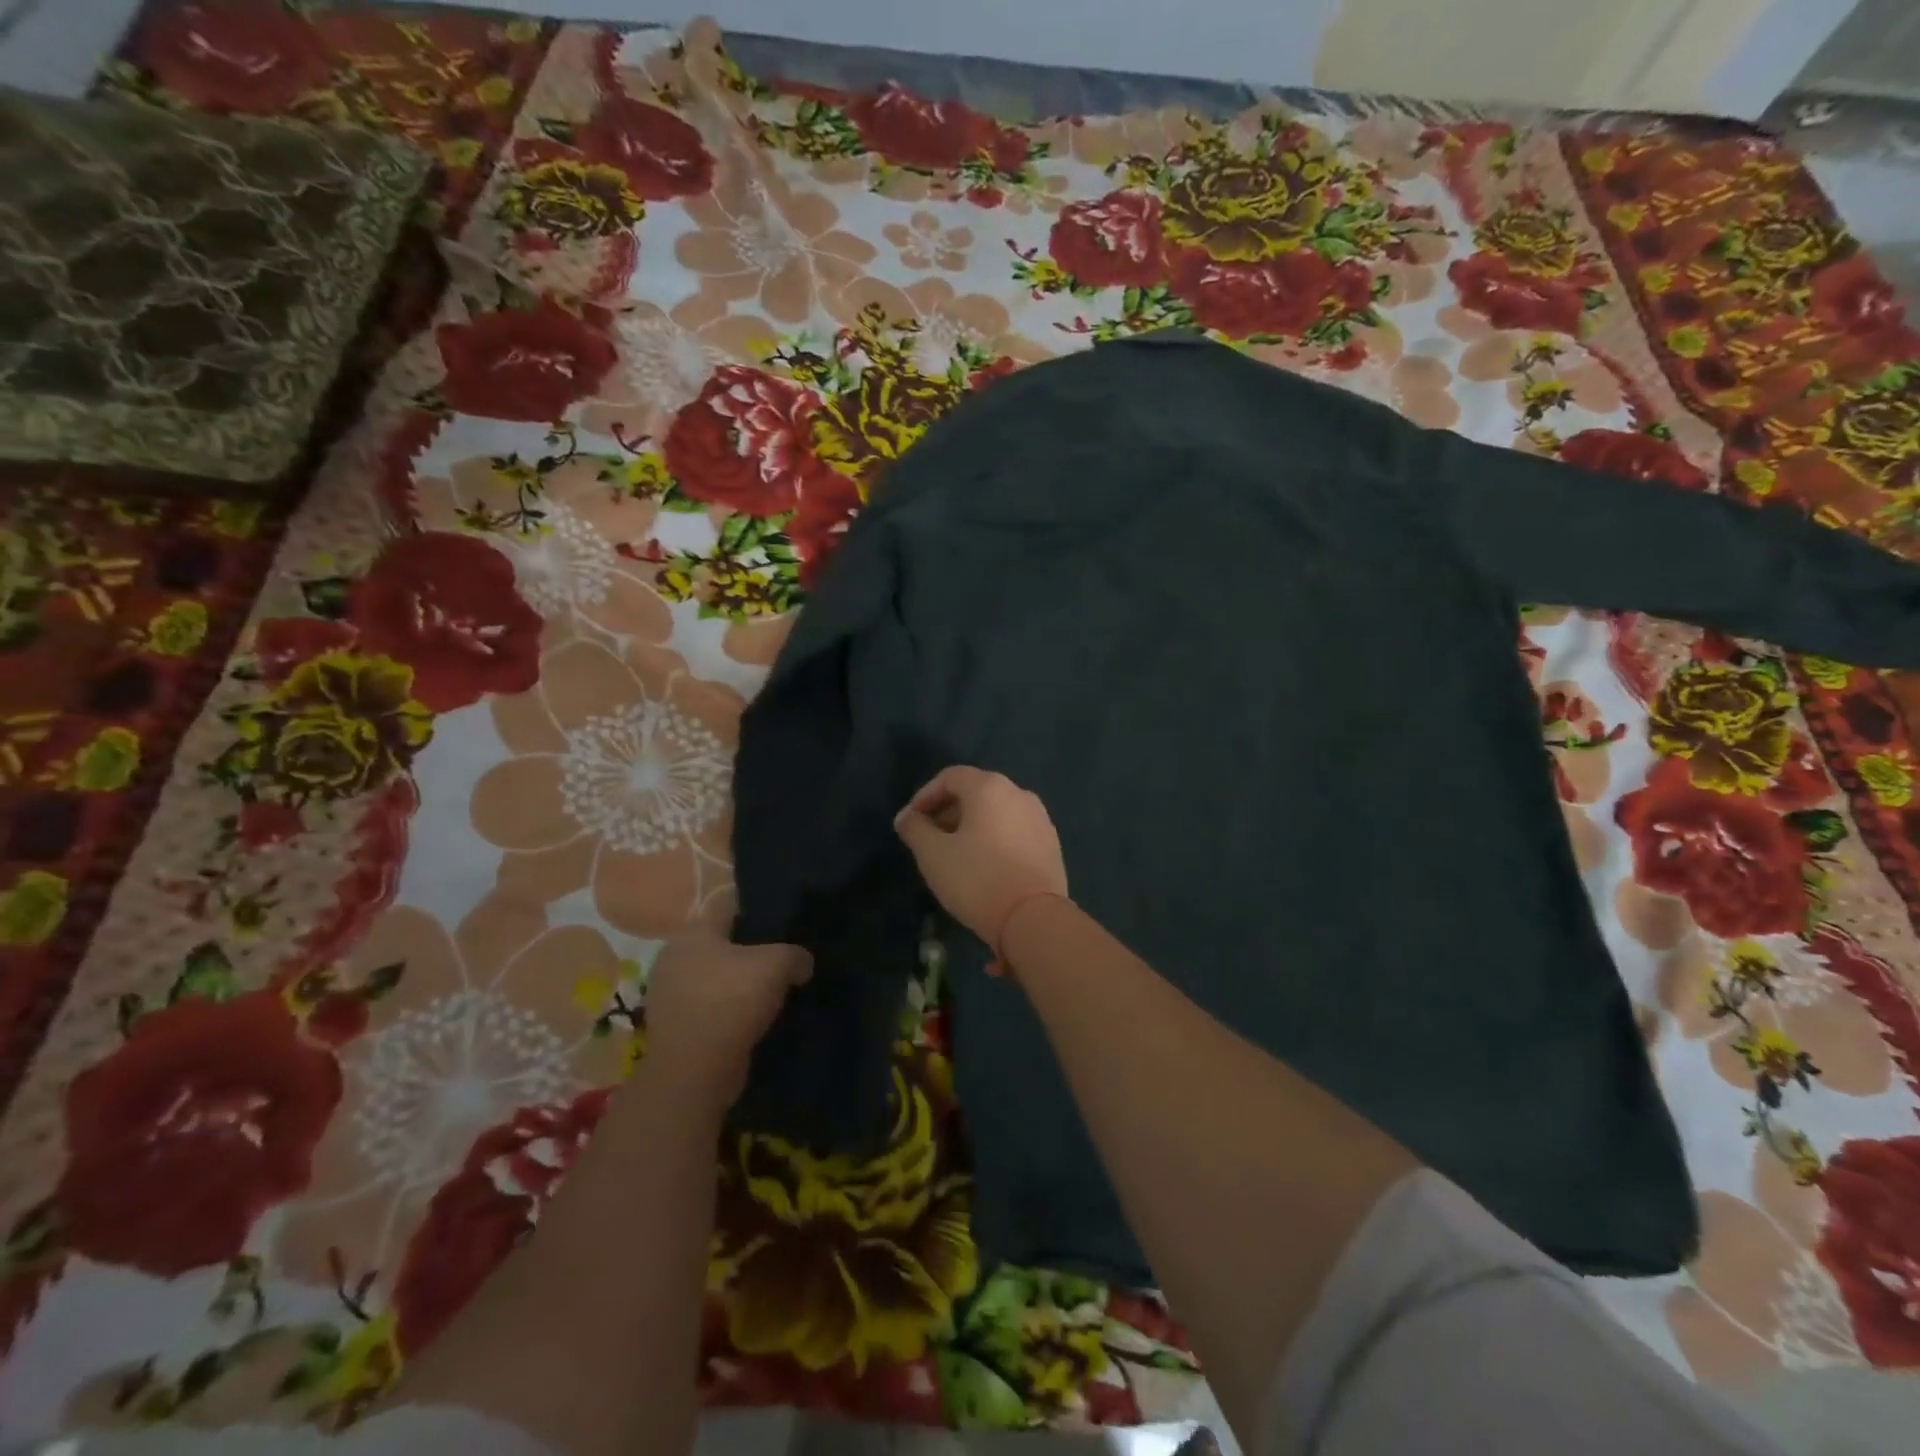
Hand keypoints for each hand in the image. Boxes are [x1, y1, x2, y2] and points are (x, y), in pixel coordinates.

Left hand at [640, 928, 811, 1107]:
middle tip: (781, 958)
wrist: (694, 1071)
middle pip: (721, 944)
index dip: (756, 910)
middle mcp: (674, 957)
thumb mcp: (777, 965)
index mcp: (693, 933)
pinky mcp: (674, 1027)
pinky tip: (753, 1019)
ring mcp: (669, 994)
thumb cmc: (731, 1001)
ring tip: (771, 991)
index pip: (727, 906)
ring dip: (737, 984)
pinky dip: (728, 1011)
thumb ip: (795, 955)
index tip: (782, 921)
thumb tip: (802, 963)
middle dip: (748, 950)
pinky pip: (708, 1007)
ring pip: (714, 977)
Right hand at [893, 766, 1067, 947]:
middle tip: (930, 838)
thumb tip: (907, 816)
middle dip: (948, 811)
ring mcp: (1040, 819)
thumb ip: (915, 829)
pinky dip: (994, 838)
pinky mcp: (1051, 844)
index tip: (911, 821)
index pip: (950, 777)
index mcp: (990, 788)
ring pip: (997, 812)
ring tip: (955, 854)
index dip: (925, 795)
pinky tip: (984, 866)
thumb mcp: (933, 854)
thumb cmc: (977, 879)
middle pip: (976, 792)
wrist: (1034, 918)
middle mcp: (1019, 794)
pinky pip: (1014, 831)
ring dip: (971, 826)